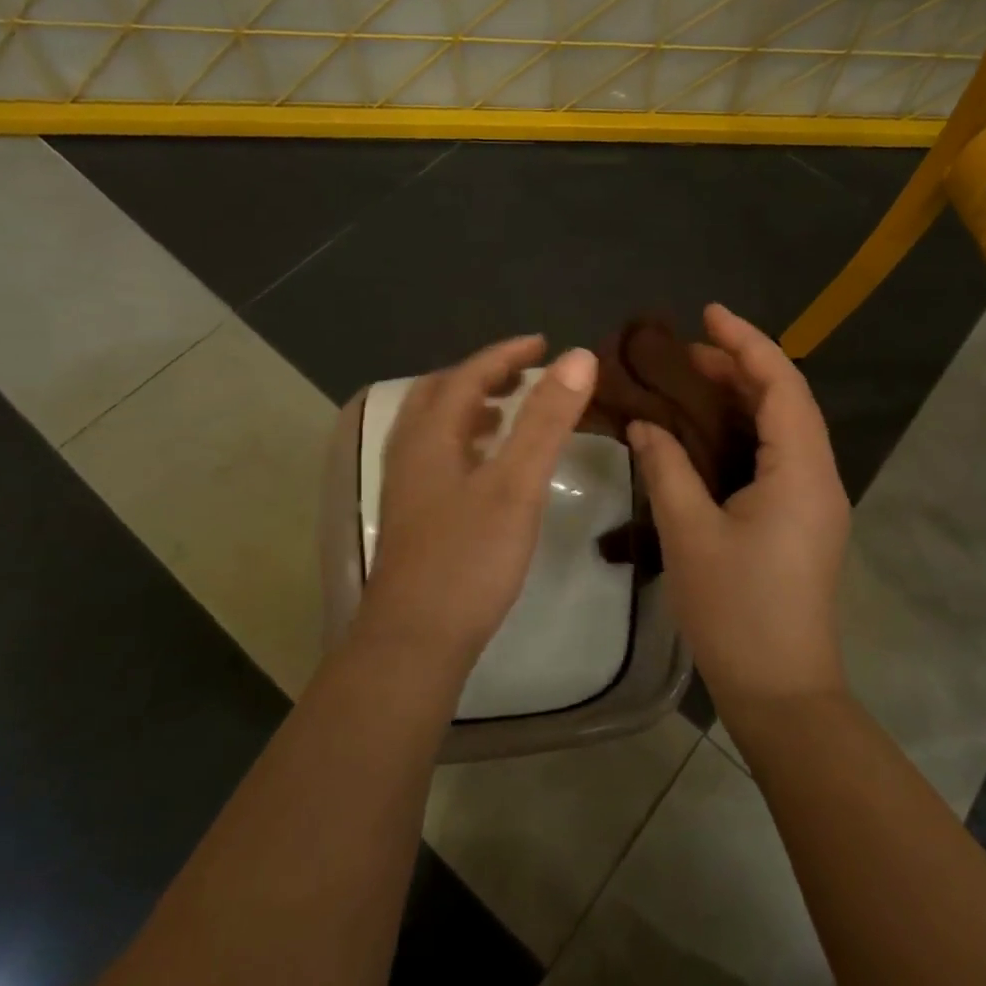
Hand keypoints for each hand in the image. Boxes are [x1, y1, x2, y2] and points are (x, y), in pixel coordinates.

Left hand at [360, 336, 598, 673]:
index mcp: (430, 435)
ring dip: (469, 407)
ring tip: (507, 410)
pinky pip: (437, 456)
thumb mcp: (516, 483)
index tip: (543, 343)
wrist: (414, 643)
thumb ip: (546, 419)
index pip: (466, 375)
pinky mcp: (412, 517)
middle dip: (481, 375)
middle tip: (523, 373)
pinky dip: (465, 441)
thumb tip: (578, 357)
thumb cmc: (468, 558)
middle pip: (439, 394)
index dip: (506, 354)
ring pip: (434, 427)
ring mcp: (406, 487)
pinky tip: (488, 466)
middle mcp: (410, 452)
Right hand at [627, 303, 849, 709]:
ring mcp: (815, 500)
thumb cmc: (737, 611)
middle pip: (786, 400)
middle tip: (687, 350)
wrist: (782, 693)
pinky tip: (709, 431)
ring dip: (744, 396)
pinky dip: (747, 430)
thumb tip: (645, 424)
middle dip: (741, 366)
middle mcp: (819, 476)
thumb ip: (667, 467)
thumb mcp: (690, 534)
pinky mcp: (802, 520)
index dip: (747, 342)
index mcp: (801, 471)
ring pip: (784, 427)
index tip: (709, 313)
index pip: (781, 385)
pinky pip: (779, 455)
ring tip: (694, 378)